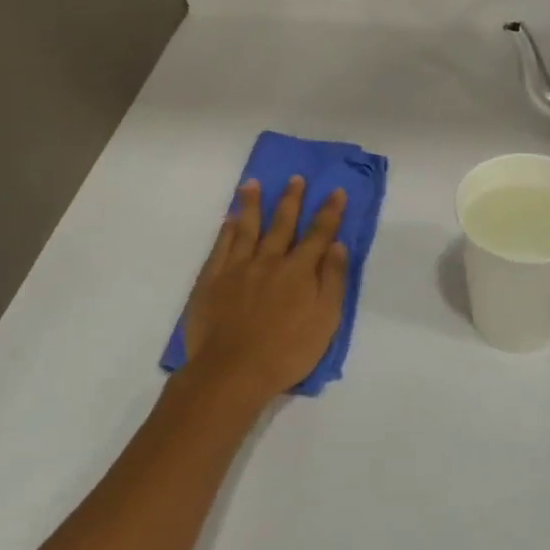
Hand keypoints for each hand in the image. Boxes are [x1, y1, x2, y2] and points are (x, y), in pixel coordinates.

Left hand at [181, 176, 347, 408]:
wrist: (232, 371)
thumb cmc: (286, 351)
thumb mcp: (325, 320)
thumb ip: (332, 280)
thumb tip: (338, 246)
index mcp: (299, 271)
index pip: (318, 234)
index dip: (329, 212)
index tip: (335, 191)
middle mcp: (268, 261)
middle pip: (282, 224)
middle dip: (291, 200)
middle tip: (295, 178)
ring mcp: (237, 268)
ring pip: (247, 228)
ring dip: (252, 204)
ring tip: (253, 183)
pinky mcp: (211, 280)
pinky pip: (221, 247)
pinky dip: (227, 230)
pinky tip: (230, 219)